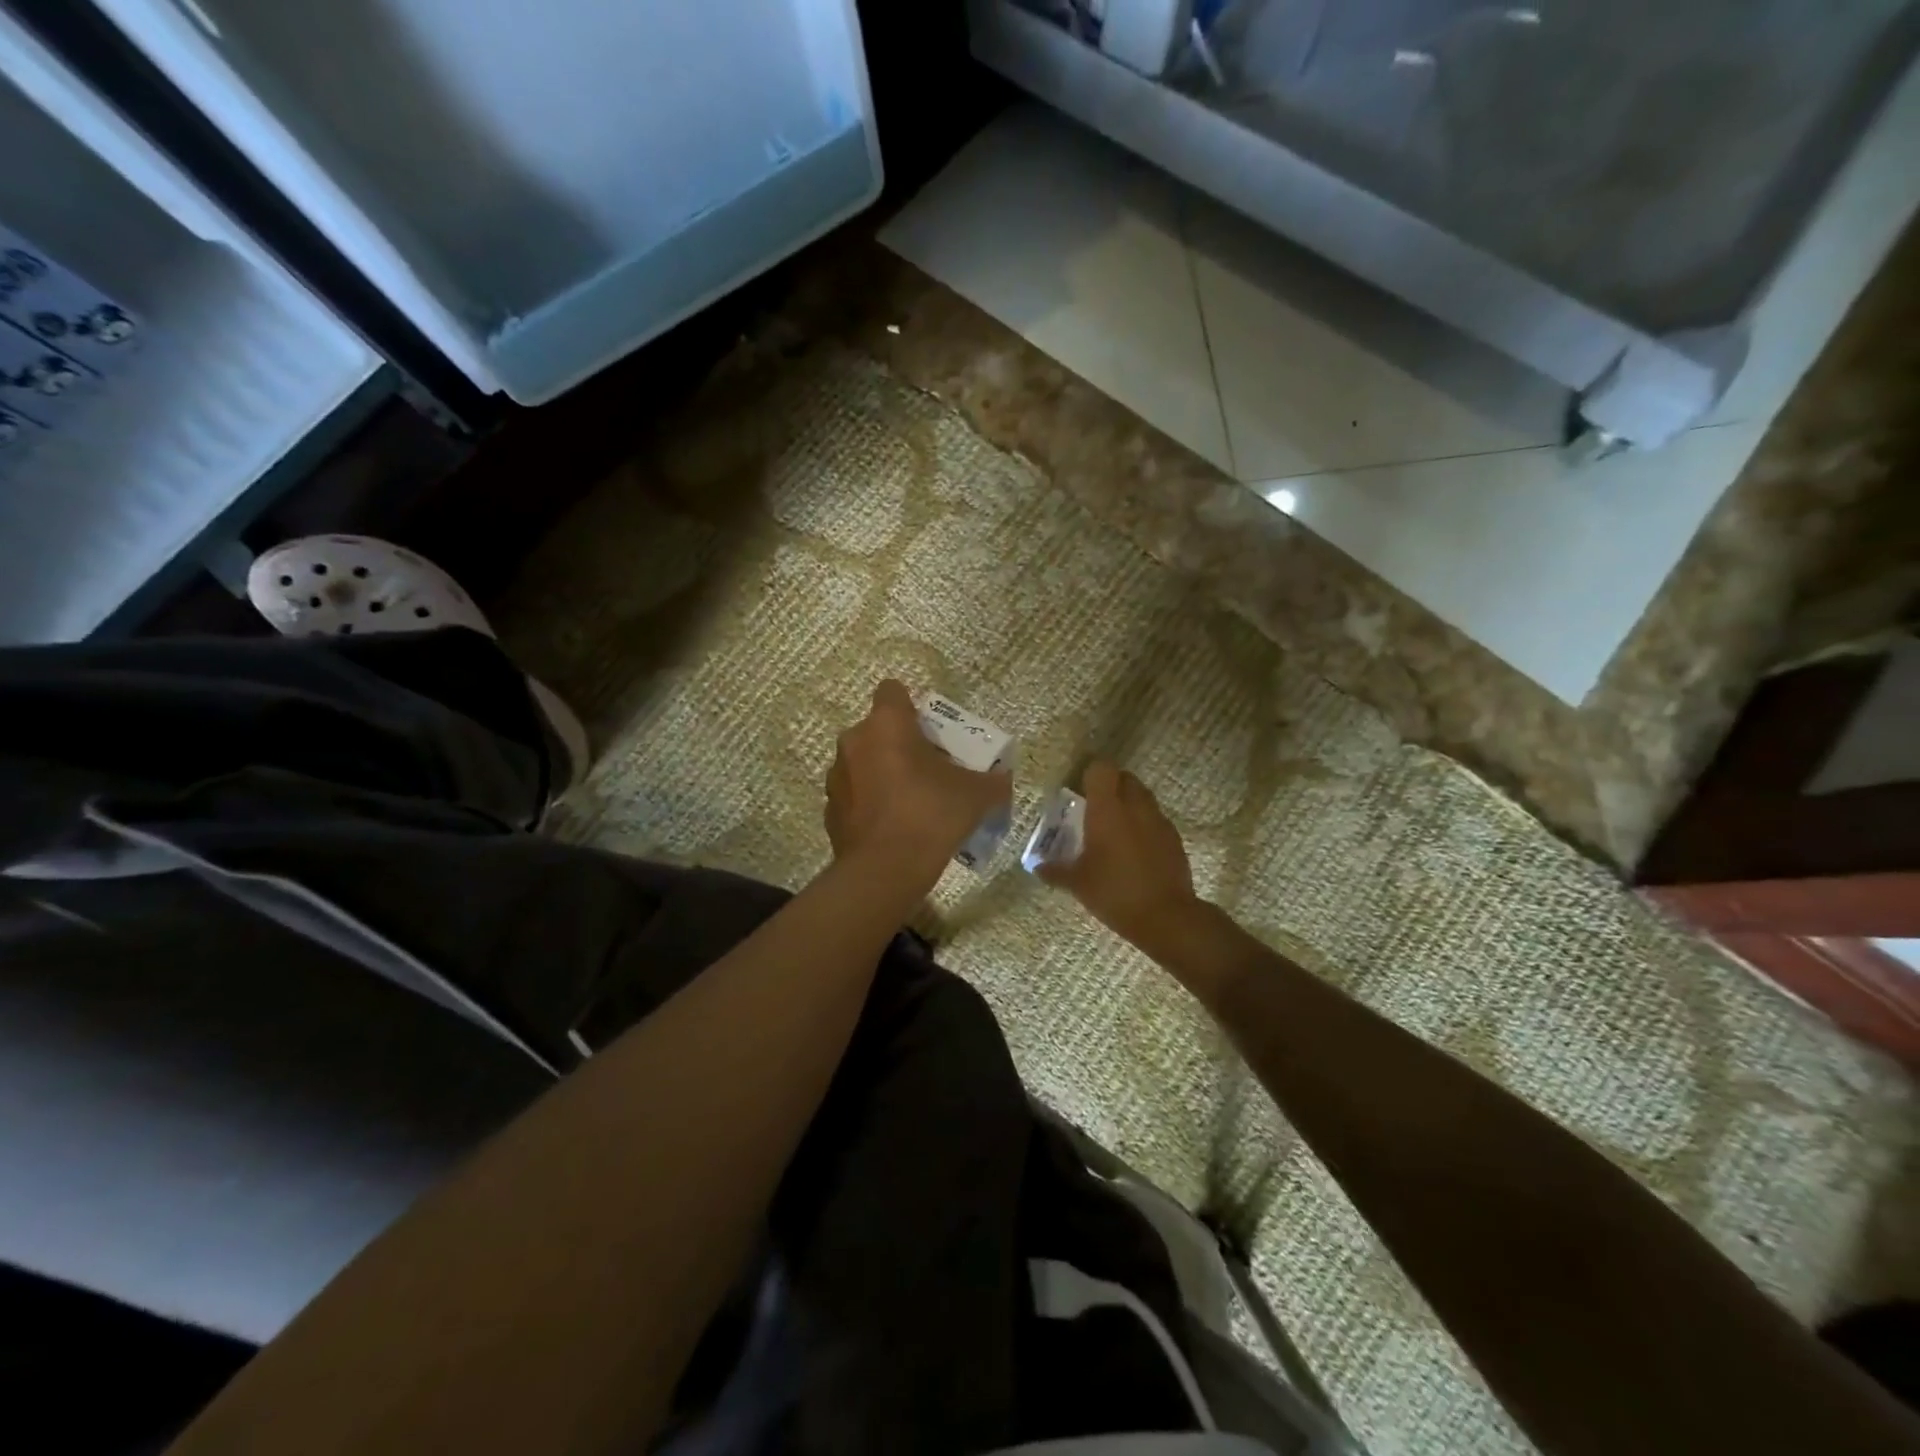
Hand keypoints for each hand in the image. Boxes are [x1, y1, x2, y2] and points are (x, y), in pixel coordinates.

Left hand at [825, 680, 1011, 890]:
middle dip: (900, 744)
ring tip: (910, 801)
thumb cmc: (930, 815)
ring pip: (863, 762)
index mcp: (886, 724)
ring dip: (882, 772)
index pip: (892, 690)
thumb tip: (1003, 780)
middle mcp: (854, 741)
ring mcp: (837, 776)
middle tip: (928, 769)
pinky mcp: (830, 809)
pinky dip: (870, 803)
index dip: (911, 706)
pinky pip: (854, 794)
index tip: (929, 730)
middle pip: (878, 729)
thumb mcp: (976, 795)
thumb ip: (992, 781)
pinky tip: (892, 826)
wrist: (885, 870)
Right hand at [1040, 761, 1201, 951]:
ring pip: (1143, 797)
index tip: (1080, 788)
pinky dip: (1144, 824)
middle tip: (1095, 807)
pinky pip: (1156, 819)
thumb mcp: (1078, 883)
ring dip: (1129, 803)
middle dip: (1111, 786)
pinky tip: (1134, 849)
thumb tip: (1038, 867)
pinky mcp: (1174, 838)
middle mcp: (1135, 806)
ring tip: (1114, 828)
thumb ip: (1055, 870)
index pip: (1101, 769)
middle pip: (1125, 777)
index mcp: (1107, 809)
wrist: (1165, 917)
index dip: (1090, 773)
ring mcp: (1158, 821)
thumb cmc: (1114, 892)